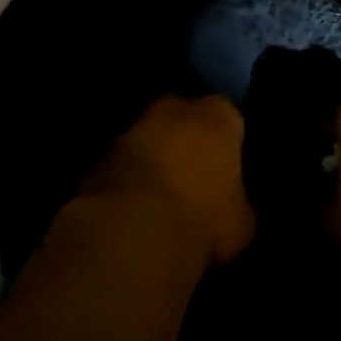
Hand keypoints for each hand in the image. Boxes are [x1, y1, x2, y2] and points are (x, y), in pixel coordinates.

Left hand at [79, 96, 255, 266]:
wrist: (132, 232)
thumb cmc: (204, 219)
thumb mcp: (242, 222)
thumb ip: (238, 202)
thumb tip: (232, 208)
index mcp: (218, 116)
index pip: (230, 118)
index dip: (229, 143)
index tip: (228, 167)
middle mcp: (173, 108)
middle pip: (184, 120)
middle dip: (187, 142)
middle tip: (194, 176)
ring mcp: (131, 127)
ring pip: (150, 139)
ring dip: (154, 158)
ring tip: (162, 194)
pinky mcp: (99, 154)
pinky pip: (124, 163)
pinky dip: (129, 178)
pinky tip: (135, 205)